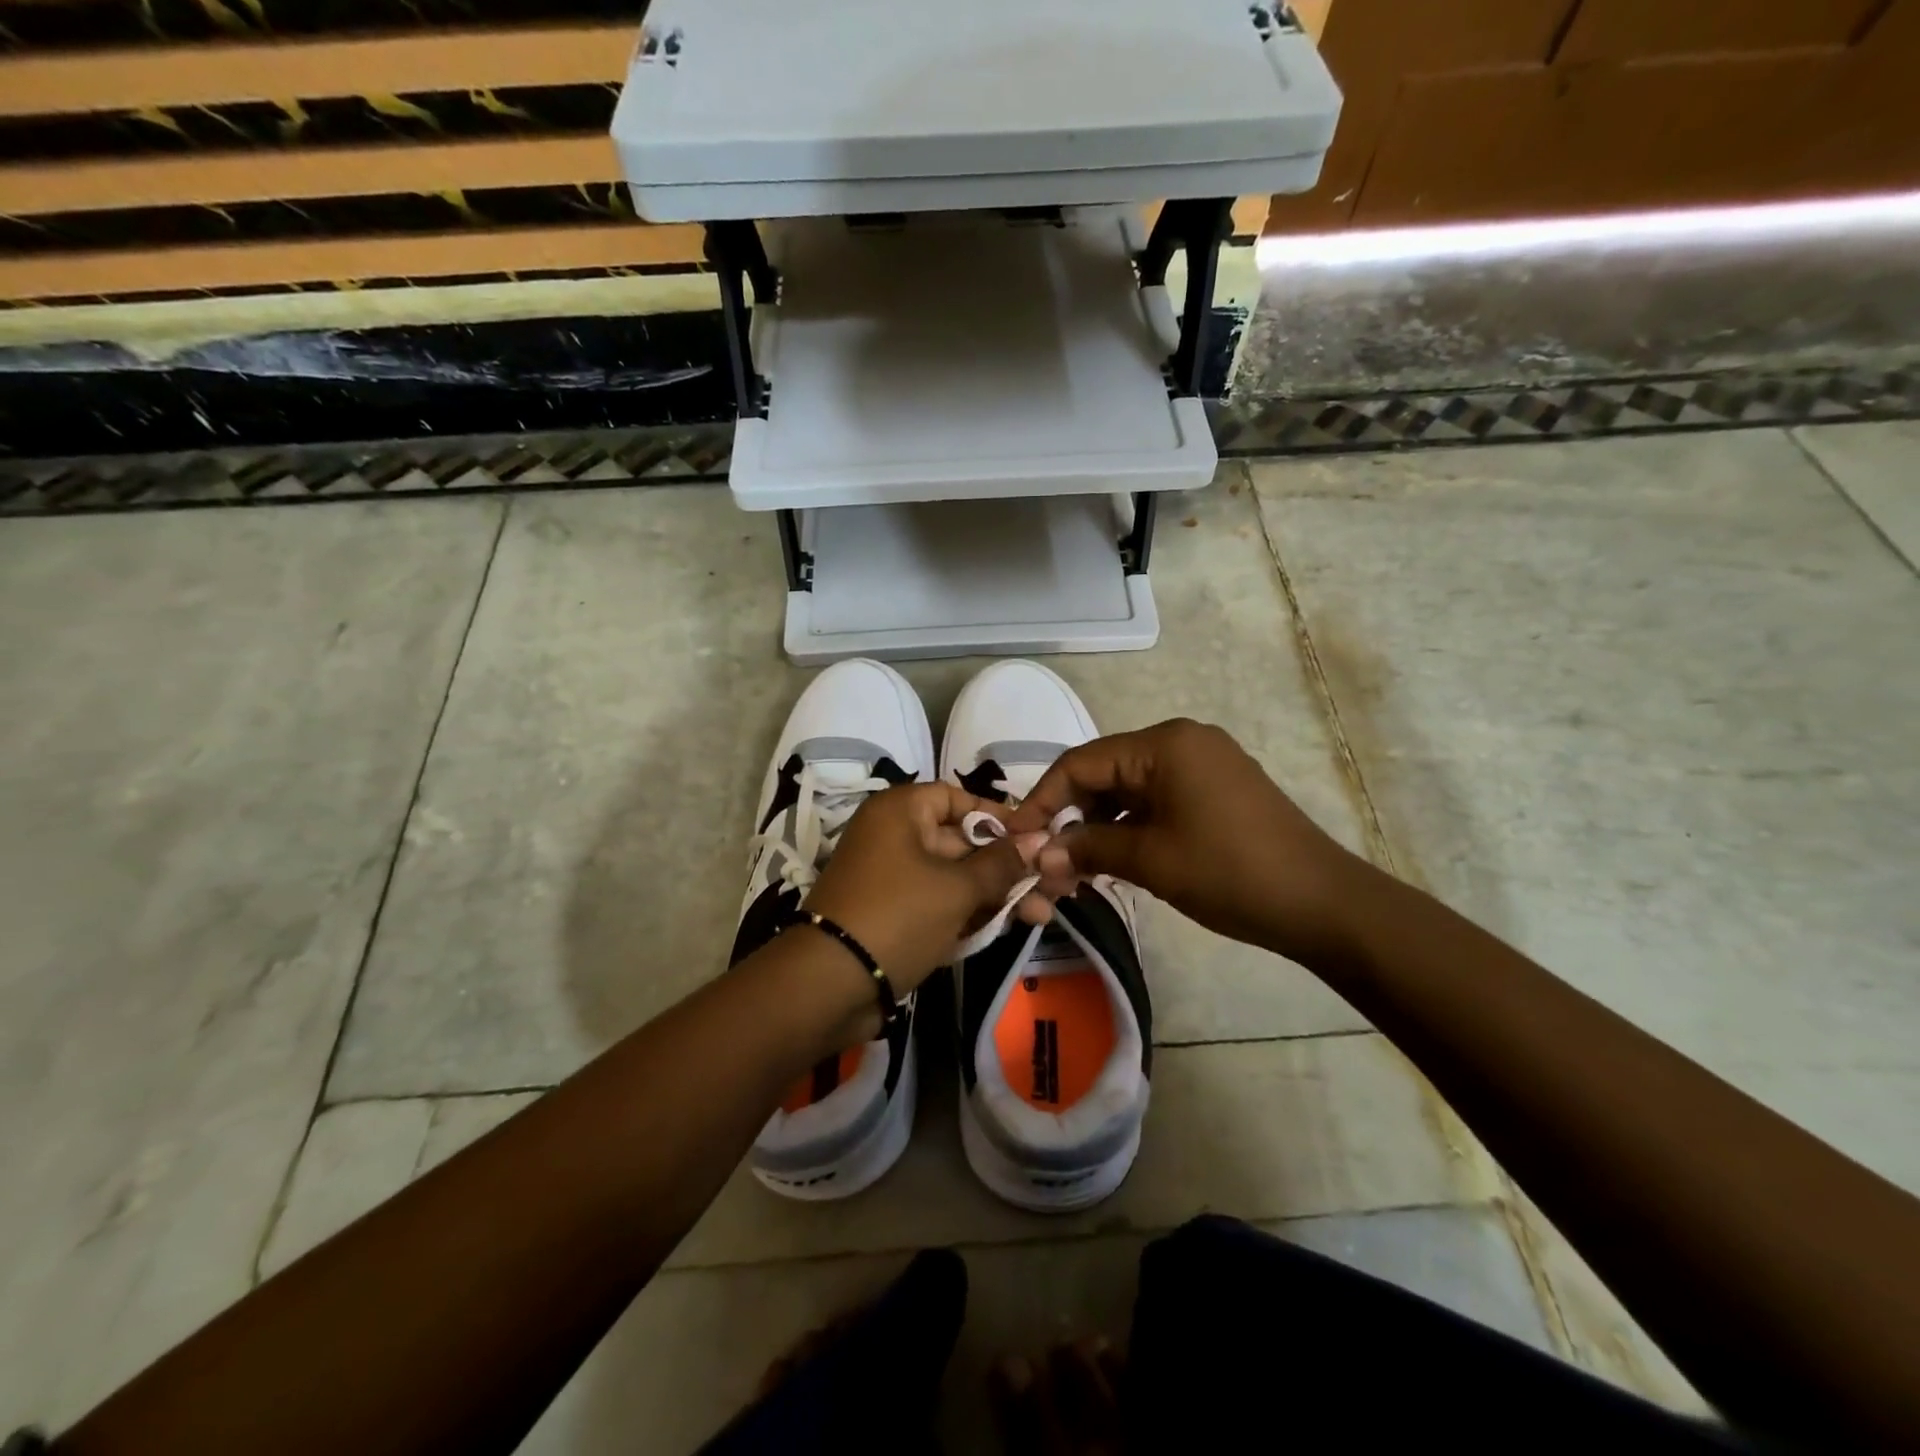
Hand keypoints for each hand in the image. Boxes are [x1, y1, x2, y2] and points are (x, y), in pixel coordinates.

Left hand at [803, 782, 1048, 993]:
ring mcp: (892, 877)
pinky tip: (1007, 928)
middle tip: (1052, 887)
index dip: (998, 816)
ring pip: (954, 877)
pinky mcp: (892, 914)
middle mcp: (894, 836)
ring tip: (1043, 916)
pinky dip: (968, 914)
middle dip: (1007, 867)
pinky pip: (937, 903)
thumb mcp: (956, 888)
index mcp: (901, 812)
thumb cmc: (898, 915)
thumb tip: (1041, 839)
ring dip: (995, 895)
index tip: (1036, 838)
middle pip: (961, 842)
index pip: (957, 798)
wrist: (829, 984)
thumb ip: (1002, 864)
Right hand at [1005, 719, 1377, 967]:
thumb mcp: (1149, 860)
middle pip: (1105, 772)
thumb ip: (1088, 849)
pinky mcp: (1218, 788)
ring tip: (1077, 867)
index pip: (1081, 762)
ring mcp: (1204, 763)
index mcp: (1164, 744)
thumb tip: (1039, 855)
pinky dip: (1131, 825)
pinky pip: (1158, 798)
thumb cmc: (1229, 872)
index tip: (1016, 837)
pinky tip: (1116, 857)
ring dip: (1099, 825)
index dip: (1043, 800)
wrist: (1322, 902)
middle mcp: (1182, 741)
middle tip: (1047, 860)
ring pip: (1130, 788)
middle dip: (1071, 816)